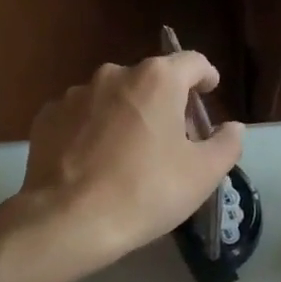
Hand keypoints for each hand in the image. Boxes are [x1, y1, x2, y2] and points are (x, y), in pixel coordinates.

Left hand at [8, 53, 243, 280]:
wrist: (69, 219)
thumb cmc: (146, 192)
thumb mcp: (203, 174)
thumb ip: (226, 144)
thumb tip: (233, 127)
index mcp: (157, 79)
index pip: (192, 62)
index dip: (206, 76)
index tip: (209, 92)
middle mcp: (114, 74)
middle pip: (151, 80)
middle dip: (165, 103)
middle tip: (173, 140)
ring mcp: (75, 94)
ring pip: (113, 98)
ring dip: (127, 116)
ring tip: (129, 155)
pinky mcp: (47, 117)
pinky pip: (82, 117)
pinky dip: (94, 131)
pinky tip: (96, 163)